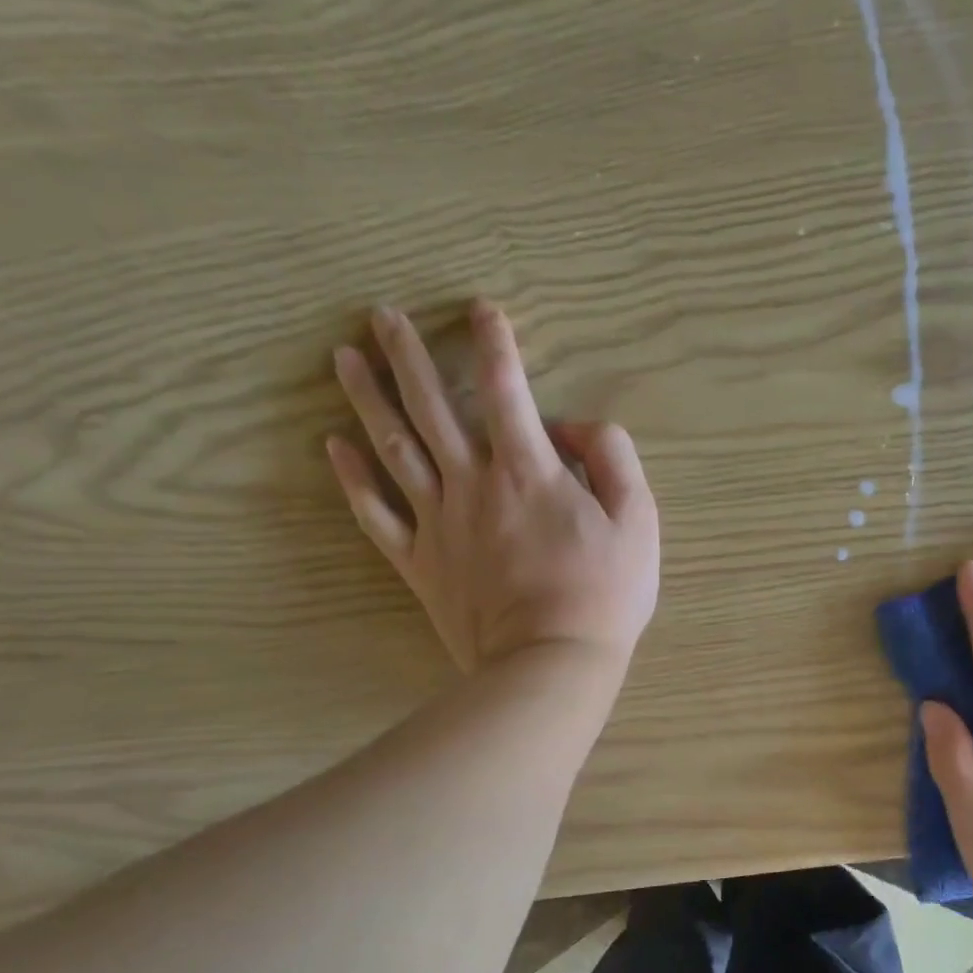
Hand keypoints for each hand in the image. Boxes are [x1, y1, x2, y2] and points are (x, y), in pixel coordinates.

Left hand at [326, 301, 659, 674]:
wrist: (550, 663)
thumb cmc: (604, 593)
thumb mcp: (639, 519)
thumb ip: (611, 458)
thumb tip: (572, 428)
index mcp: (528, 471)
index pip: (507, 390)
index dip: (495, 343)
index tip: (481, 309)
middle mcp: (474, 484)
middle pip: (433, 407)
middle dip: (409, 355)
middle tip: (383, 315)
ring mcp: (439, 523)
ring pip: (394, 448)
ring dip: (368, 399)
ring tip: (345, 358)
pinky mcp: (419, 562)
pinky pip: (376, 515)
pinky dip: (352, 479)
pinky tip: (333, 446)